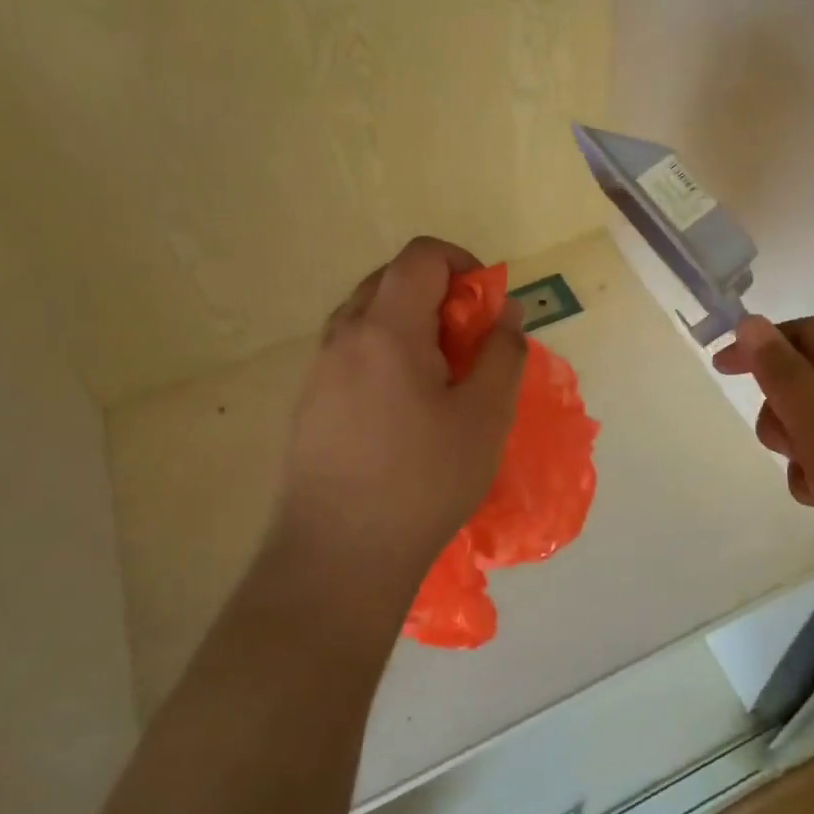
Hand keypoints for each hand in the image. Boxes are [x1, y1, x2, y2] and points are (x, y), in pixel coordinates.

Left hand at [276, 237, 526, 582]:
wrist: (338, 557)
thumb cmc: (423, 481)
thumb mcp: (485, 417)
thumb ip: (502, 353)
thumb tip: (505, 312)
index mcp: (386, 327)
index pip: (421, 256)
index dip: (462, 264)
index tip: (486, 306)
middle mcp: (343, 335)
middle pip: (391, 279)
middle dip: (437, 295)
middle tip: (467, 344)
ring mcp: (318, 368)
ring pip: (367, 315)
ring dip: (409, 324)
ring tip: (439, 378)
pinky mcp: (308, 402)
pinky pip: (351, 350)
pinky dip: (384, 353)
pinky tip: (403, 409)